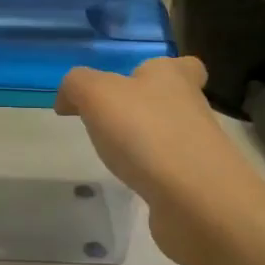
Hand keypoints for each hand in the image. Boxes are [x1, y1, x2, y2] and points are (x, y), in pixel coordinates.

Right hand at [55, 57, 264, 264]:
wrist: (194, 199)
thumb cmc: (146, 133)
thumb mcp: (98, 95)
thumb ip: (77, 86)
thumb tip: (67, 99)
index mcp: (172, 77)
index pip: (182, 65)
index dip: (165, 71)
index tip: (136, 85)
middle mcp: (191, 108)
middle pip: (174, 100)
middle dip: (149, 108)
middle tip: (114, 121)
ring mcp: (197, 149)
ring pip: (172, 136)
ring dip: (149, 142)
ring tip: (116, 154)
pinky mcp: (195, 185)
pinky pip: (170, 171)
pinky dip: (153, 175)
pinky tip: (132, 183)